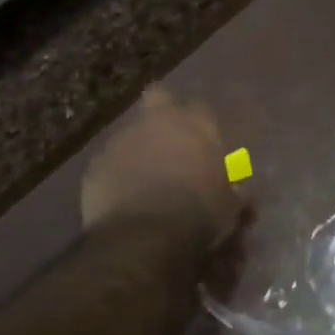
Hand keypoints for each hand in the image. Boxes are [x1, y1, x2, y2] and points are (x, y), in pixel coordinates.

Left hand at [80, 89, 239, 246]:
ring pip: (132, 133)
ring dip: (139, 149)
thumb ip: (233, 190)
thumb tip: (239, 190)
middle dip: (164, 112)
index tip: (205, 146)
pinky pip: (109, 163)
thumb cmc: (199, 214)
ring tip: (145, 180)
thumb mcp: (230, 207)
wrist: (145, 236)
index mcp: (196, 125)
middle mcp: (158, 122)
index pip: (202, 110)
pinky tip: (123, 198)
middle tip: (170, 140)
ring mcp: (122, 140)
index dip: (202, 127)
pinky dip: (116, 175)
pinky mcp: (95, 164)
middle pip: (159, 98)